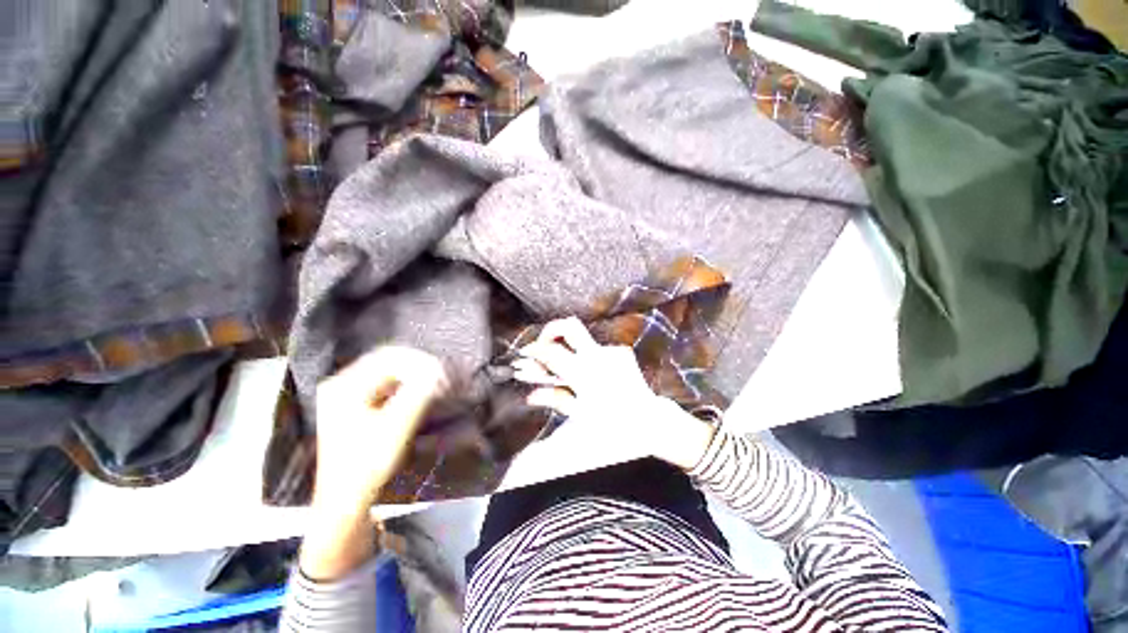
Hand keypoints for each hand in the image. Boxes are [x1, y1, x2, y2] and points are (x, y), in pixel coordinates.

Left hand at [312, 346, 447, 511]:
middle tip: (442, 376)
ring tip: (435, 382)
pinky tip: (419, 391)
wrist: (345, 500)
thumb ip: (419, 393)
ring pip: (388, 371)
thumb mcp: (397, 426)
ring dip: (414, 374)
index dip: (421, 361)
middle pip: (388, 360)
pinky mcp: (355, 404)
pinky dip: (406, 384)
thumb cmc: (367, 464)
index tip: (443, 373)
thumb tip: (440, 370)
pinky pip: (386, 383)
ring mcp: (346, 393)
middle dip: (419, 365)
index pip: (390, 357)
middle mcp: (342, 383)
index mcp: (344, 385)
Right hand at [513, 317, 714, 470]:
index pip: (551, 351)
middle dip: (551, 330)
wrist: (648, 419)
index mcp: (583, 372)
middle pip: (569, 325)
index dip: (534, 350)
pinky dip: (589, 357)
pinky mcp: (621, 352)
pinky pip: (598, 348)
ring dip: (571, 348)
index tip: (526, 353)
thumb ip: (554, 399)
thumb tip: (532, 395)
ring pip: (583, 338)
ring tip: (567, 367)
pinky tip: (591, 372)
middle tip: (543, 343)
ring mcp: (611, 352)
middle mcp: (597, 356)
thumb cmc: (614, 423)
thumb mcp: (578, 413)